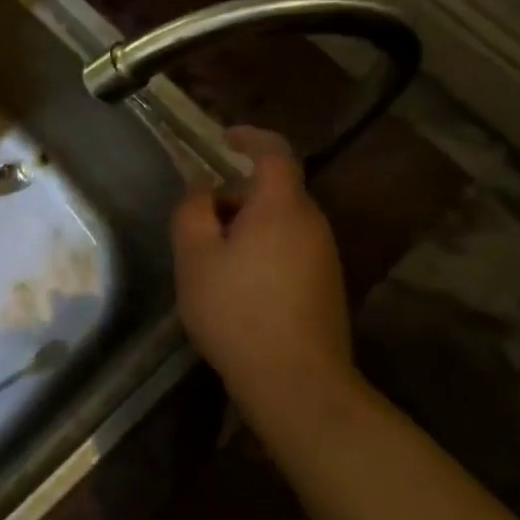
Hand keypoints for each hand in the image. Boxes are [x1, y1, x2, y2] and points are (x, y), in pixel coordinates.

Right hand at [172, 127, 360, 445]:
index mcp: (282, 207)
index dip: (249, 137)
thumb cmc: (237, 311)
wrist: (297, 383)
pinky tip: (238, 287)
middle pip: (274, 190)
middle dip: (235, 195)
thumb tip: (201, 188)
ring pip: (281, 222)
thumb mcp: (195, 257)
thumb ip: (192, 212)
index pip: (274, 152)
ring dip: (247, 226)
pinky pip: (290, 248)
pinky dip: (262, 249)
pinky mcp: (327, 285)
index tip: (223, 138)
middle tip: (199, 220)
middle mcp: (312, 224)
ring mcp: (325, 256)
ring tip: (212, 259)